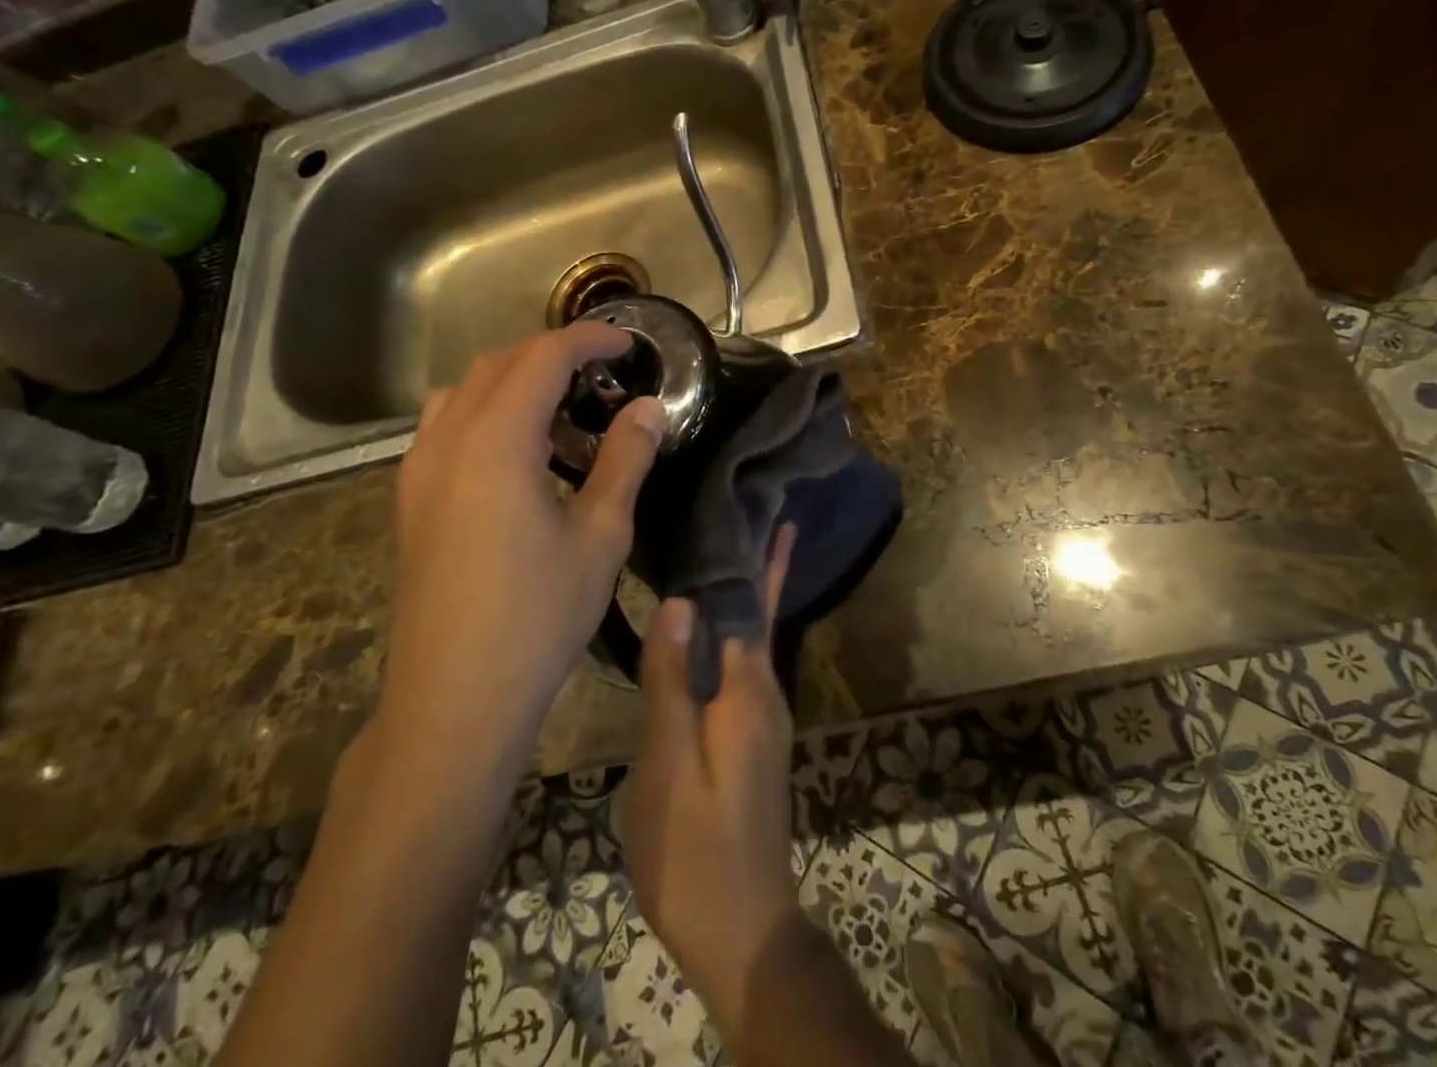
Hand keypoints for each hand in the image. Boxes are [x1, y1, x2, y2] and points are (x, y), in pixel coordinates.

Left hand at [384, 324, 666, 752]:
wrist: (454, 700)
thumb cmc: (537, 616)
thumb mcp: (600, 535)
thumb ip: (625, 459)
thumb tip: (648, 408)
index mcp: (495, 442)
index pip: (542, 358)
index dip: (588, 339)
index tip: (628, 343)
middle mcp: (447, 441)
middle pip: (499, 364)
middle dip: (553, 353)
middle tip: (604, 374)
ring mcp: (419, 471)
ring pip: (466, 391)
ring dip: (515, 381)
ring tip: (563, 412)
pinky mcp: (411, 500)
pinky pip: (446, 426)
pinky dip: (487, 412)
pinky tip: (520, 454)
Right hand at [622, 526, 802, 1029]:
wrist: (744, 932)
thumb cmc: (696, 849)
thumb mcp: (670, 767)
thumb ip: (673, 683)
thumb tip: (682, 600)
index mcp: (748, 690)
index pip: (753, 604)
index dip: (754, 556)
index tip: (750, 505)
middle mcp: (766, 694)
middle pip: (760, 614)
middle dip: (756, 564)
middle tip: (742, 510)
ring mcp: (763, 720)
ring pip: (752, 640)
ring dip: (745, 595)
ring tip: (721, 555)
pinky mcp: (752, 741)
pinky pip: (742, 668)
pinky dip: (732, 635)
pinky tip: (706, 636)